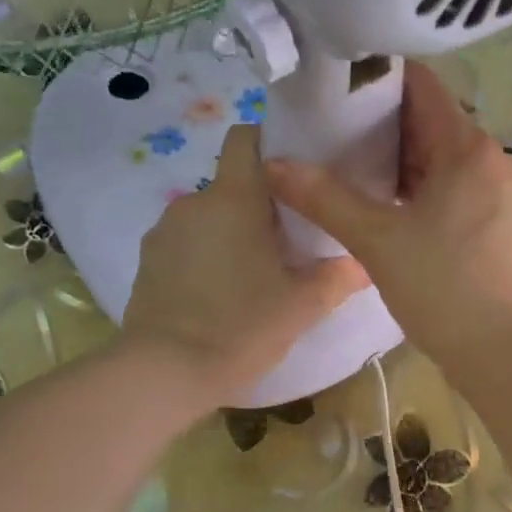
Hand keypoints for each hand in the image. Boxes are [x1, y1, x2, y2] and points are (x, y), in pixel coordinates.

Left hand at [122, 124, 366, 407]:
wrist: (163, 373)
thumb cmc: (241, 327)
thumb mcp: (303, 305)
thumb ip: (338, 277)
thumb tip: (364, 262)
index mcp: (235, 198)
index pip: (246, 137)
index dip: (271, 142)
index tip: (296, 172)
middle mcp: (195, 202)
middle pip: (234, 184)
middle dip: (260, 204)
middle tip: (290, 241)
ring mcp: (164, 232)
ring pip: (210, 216)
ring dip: (231, 232)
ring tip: (253, 274)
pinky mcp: (147, 262)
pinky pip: (186, 243)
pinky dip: (205, 256)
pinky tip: (219, 294)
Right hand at [265, 61, 511, 379]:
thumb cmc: (448, 290)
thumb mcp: (379, 242)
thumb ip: (325, 198)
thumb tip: (274, 163)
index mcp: (470, 149)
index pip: (423, 87)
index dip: (378, 78)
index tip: (335, 83)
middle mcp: (495, 163)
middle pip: (433, 126)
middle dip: (382, 127)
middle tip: (329, 132)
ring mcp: (505, 198)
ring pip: (445, 165)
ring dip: (401, 165)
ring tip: (350, 171)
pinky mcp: (506, 230)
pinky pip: (458, 194)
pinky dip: (422, 193)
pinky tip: (390, 212)